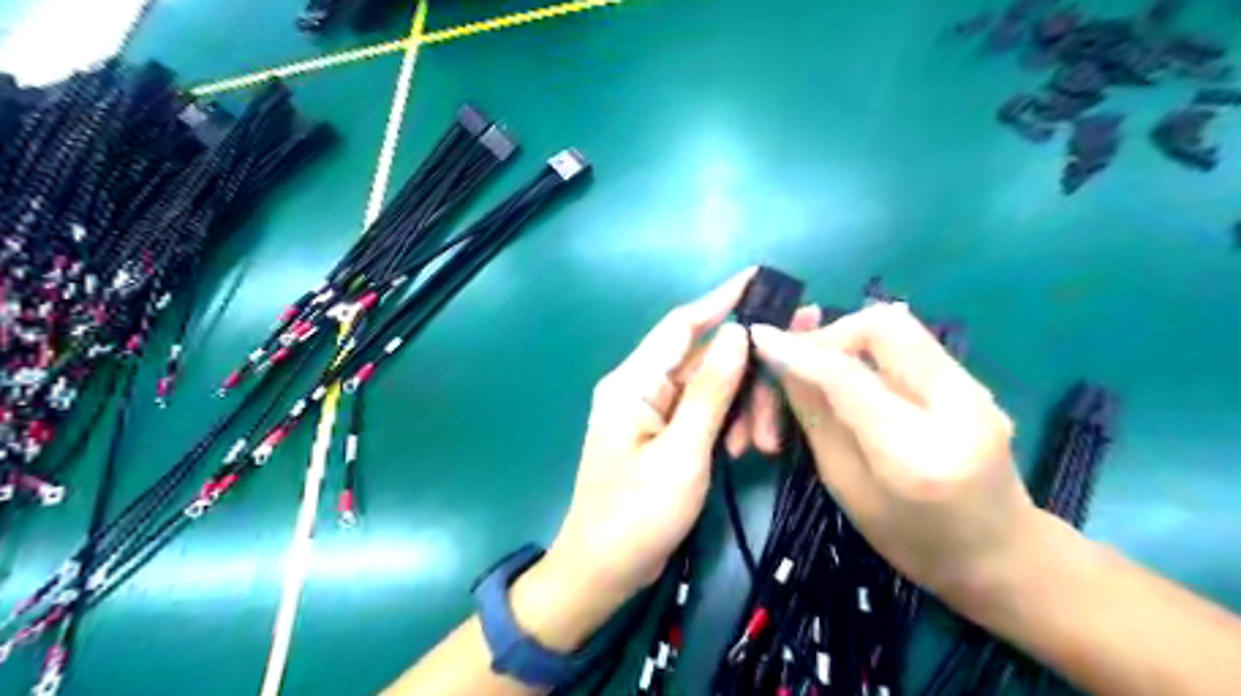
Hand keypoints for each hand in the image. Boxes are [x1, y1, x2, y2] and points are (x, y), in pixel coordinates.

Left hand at [547, 268, 822, 598]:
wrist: (604, 570)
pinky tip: (744, 448)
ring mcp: (653, 411)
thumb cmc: (637, 515)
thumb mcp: (682, 454)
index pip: (682, 325)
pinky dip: (727, 424)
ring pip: (710, 388)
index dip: (721, 299)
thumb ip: (710, 392)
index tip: (760, 277)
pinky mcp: (664, 432)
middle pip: (705, 361)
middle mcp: (641, 387)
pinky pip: (703, 412)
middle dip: (747, 378)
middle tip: (787, 398)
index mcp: (633, 383)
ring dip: (741, 408)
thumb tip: (738, 334)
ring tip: (762, 444)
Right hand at [752, 304, 1039, 607]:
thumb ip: (816, 417)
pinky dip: (869, 347)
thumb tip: (784, 361)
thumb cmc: (910, 541)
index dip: (796, 350)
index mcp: (916, 454)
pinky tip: (851, 373)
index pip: (847, 376)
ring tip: (819, 365)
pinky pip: (909, 343)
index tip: (758, 335)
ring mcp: (974, 388)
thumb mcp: (845, 486)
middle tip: (800, 359)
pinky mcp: (973, 381)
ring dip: (848, 337)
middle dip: (831, 332)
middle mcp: (957, 406)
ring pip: (898, 326)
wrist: (1001, 556)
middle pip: (884, 325)